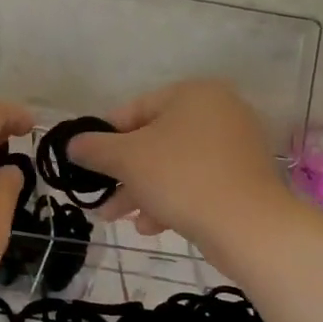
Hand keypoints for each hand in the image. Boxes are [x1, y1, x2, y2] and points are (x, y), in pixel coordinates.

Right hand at [66, 79, 297, 247]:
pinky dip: (171, 199)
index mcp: (193, 94)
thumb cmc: (181, 178)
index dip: (105, 138)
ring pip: (173, 165)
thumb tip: (72, 144)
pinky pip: (196, 182)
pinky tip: (151, 227)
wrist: (250, 227)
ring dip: (142, 191)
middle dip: (123, 173)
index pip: (134, 110)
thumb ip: (94, 148)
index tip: (88, 164)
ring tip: (119, 218)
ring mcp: (236, 146)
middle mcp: (219, 111)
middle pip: (154, 140)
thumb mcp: (126, 159)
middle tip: (101, 197)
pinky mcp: (244, 179)